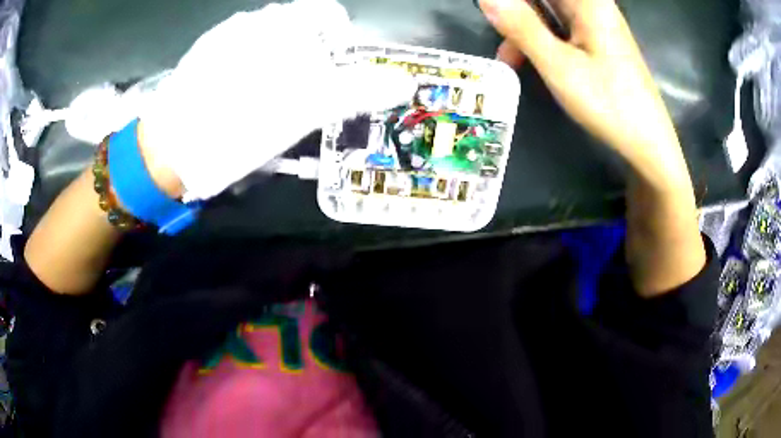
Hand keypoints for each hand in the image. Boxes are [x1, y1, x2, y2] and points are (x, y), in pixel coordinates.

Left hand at [140, 0, 414, 200]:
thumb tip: (404, 81)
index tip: (334, 75)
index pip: (329, 14)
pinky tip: (239, 100)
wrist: (167, 150)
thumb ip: (356, 89)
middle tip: (301, 98)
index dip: (341, 43)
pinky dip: (252, 71)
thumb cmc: (236, 127)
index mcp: (281, 24)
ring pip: (270, 42)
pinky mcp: (204, 57)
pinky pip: (241, 54)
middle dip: (310, 59)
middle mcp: (252, 20)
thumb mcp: (305, 110)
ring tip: (267, 103)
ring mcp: (224, 37)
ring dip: (281, 67)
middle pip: (299, 29)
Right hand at [479, 0, 685, 186]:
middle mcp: (591, 4)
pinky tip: (528, 60)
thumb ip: (522, 27)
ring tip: (508, 59)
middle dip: (515, 13)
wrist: (648, 142)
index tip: (493, 14)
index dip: (515, 3)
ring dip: (523, 29)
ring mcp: (594, 21)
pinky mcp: (595, 38)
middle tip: (499, 37)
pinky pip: (559, 26)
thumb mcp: (559, 66)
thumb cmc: (609, 104)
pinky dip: (539, 39)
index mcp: (587, 2)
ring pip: (547, 11)